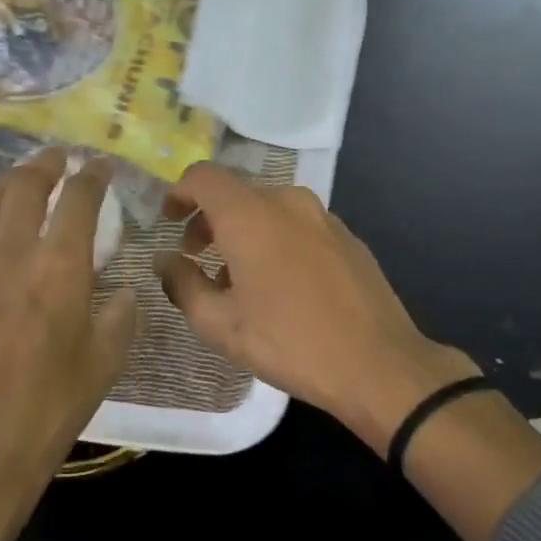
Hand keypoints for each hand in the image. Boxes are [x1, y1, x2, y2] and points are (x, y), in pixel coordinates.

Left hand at [0, 148, 136, 510]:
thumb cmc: (51, 408)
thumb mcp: (107, 362)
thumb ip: (120, 315)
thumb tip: (123, 292)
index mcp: (60, 269)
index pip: (78, 201)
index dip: (92, 176)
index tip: (99, 166)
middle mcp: (10, 254)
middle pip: (25, 187)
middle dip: (46, 164)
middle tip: (59, 158)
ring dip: (6, 182)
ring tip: (20, 179)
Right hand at [155, 163, 477, 452]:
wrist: (376, 363)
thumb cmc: (288, 342)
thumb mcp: (220, 324)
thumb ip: (183, 284)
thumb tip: (165, 261)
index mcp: (251, 215)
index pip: (204, 177)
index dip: (180, 193)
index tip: (169, 221)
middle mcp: (289, 202)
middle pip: (239, 194)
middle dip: (211, 220)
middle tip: (197, 258)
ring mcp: (325, 218)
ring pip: (271, 211)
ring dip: (245, 233)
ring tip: (239, 280)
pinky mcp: (349, 239)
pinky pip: (300, 227)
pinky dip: (278, 242)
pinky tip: (282, 287)